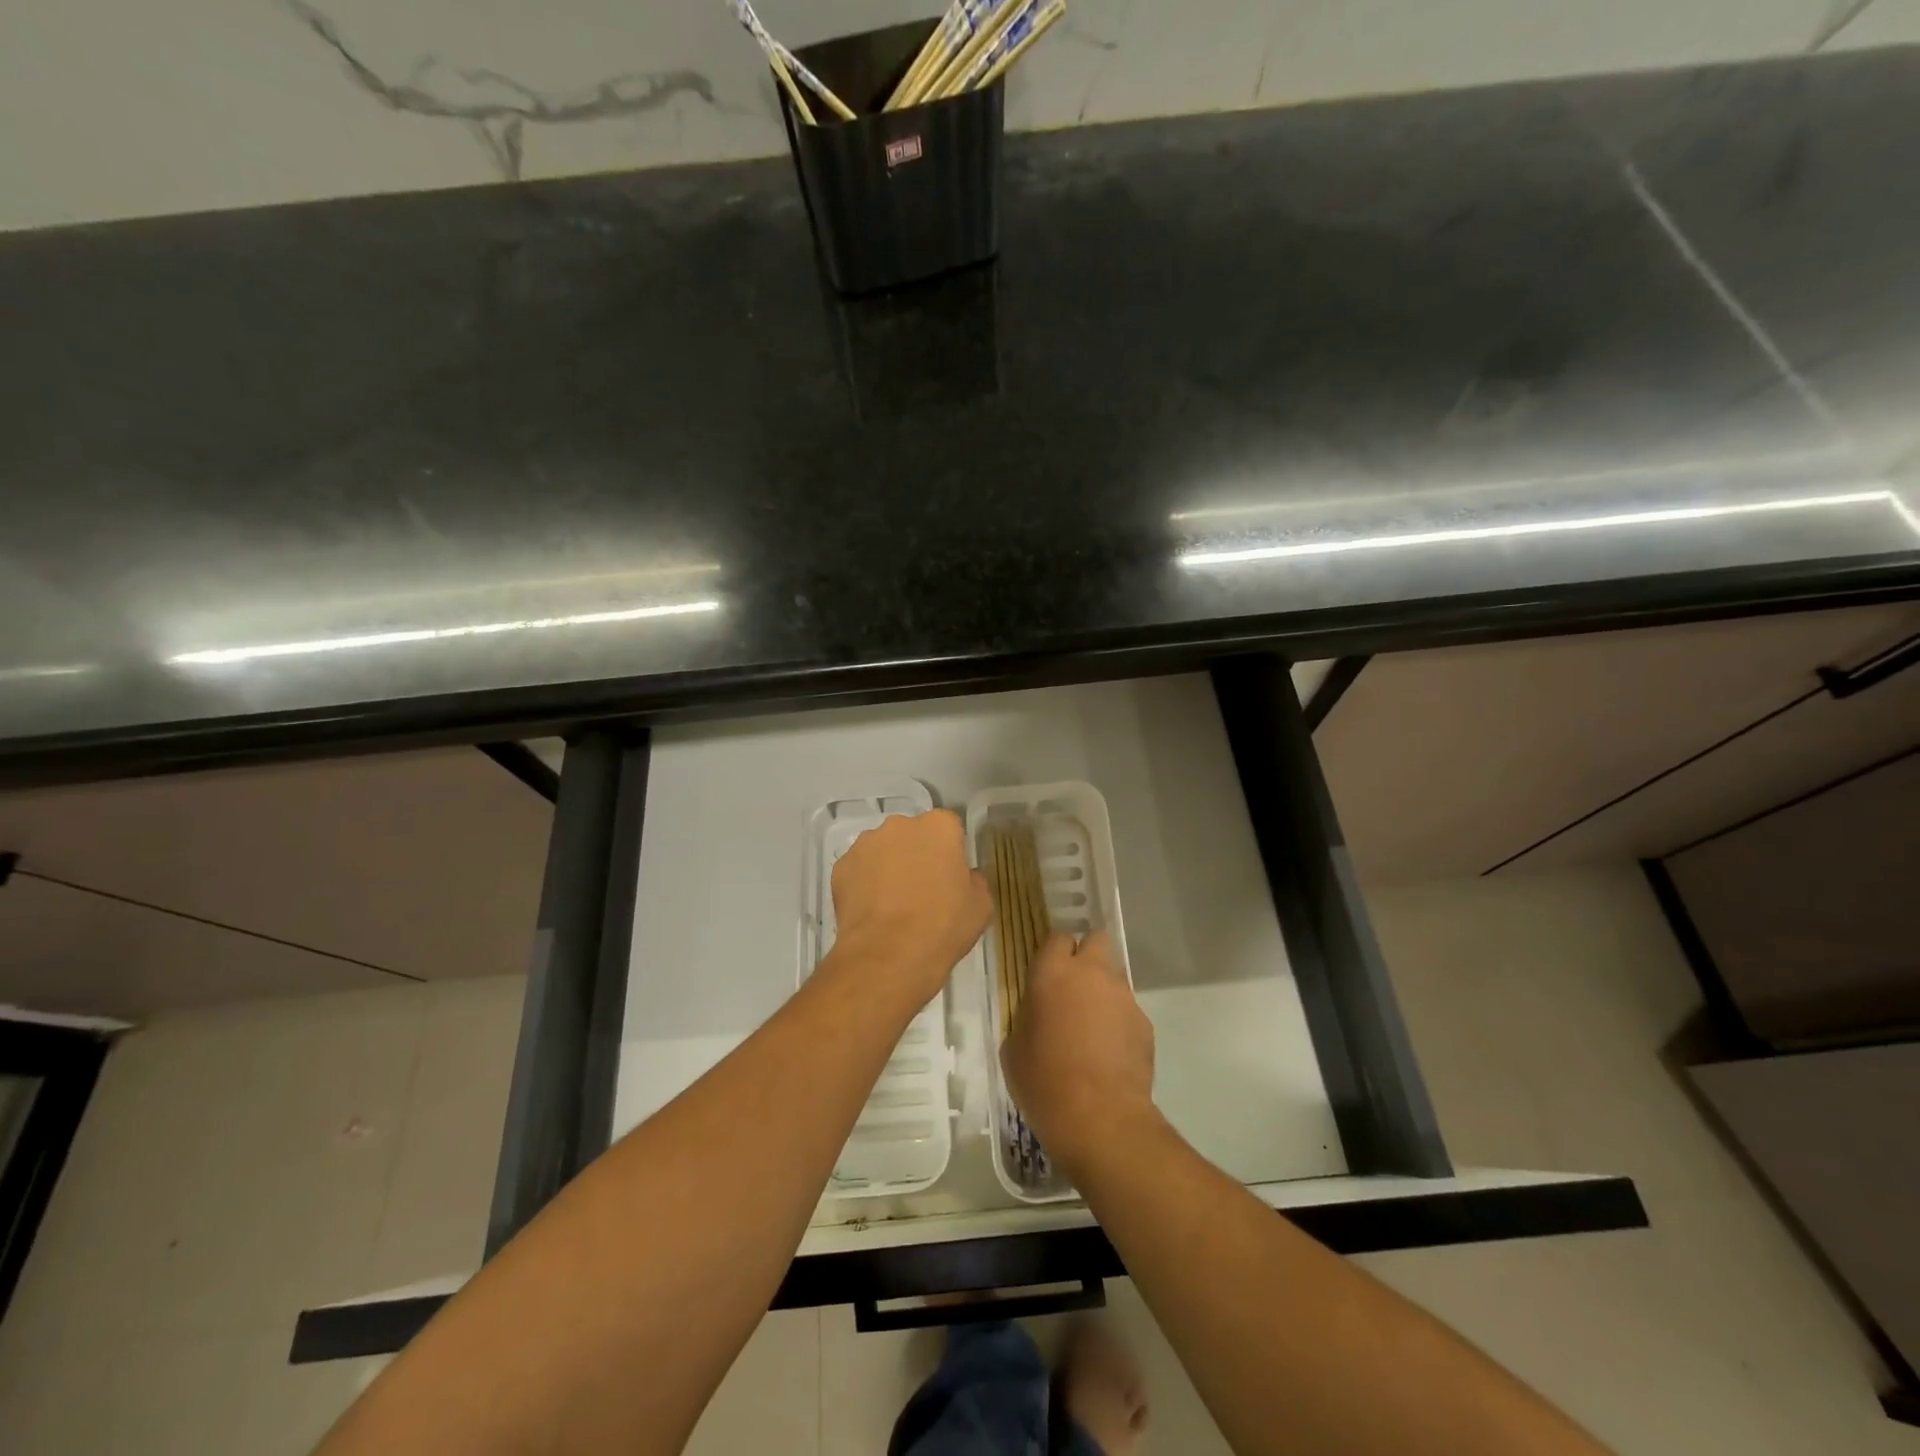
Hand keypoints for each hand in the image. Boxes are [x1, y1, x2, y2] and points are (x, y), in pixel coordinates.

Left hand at [829, 809, 991, 1010]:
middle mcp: (901, 825)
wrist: (888, 956)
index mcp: (940, 827)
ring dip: (889, 867)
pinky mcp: (841, 866)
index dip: (950, 854)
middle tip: (922, 890)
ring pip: (883, 850)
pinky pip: (859, 870)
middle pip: (913, 835)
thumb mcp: (981, 906)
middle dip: (917, 855)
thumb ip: (974, 881)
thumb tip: (965, 877)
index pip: (949, 829)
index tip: (950, 878)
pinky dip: (864, 884)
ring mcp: (866, 843)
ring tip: (893, 905)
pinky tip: (872, 912)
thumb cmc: (943, 927)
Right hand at [1000, 930, 1157, 1177]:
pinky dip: (1119, 1023)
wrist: (1100, 1118)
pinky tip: (1109, 1054)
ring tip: (1092, 1029)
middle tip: (1074, 987)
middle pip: (1096, 939)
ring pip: (1114, 977)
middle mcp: (1092, 973)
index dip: (1053, 953)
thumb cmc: (1044, 1082)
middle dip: (1087, 955)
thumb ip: (1027, 1017)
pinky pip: (1128, 1011)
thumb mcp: (1014, 1048)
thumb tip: (1038, 1015)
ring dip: (1103, 992)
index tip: (1046, 974)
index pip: (1057, 937)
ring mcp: (1123, 996)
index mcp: (1053, 973)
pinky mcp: (1145, 1023)